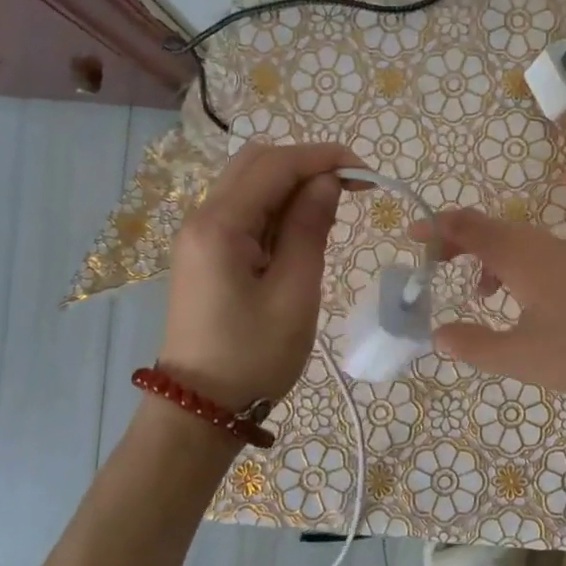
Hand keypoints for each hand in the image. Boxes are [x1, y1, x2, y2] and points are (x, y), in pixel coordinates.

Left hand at [161, 141, 362, 406]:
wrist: (201, 407)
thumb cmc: (254, 355)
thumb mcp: (294, 292)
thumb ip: (309, 229)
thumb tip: (327, 182)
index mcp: (220, 225)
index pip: (275, 165)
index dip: (323, 158)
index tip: (366, 173)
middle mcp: (201, 218)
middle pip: (256, 163)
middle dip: (307, 165)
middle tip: (351, 189)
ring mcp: (199, 235)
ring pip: (249, 184)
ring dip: (292, 186)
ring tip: (332, 213)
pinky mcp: (205, 253)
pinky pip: (244, 212)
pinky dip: (276, 208)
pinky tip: (302, 231)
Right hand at [419, 209, 565, 399]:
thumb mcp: (521, 356)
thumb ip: (474, 345)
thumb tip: (438, 335)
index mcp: (520, 256)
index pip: (466, 225)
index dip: (435, 227)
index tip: (411, 236)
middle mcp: (542, 244)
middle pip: (490, 228)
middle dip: (457, 241)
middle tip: (434, 264)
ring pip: (517, 242)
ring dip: (488, 257)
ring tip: (479, 293)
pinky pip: (539, 255)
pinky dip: (515, 268)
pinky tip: (526, 304)